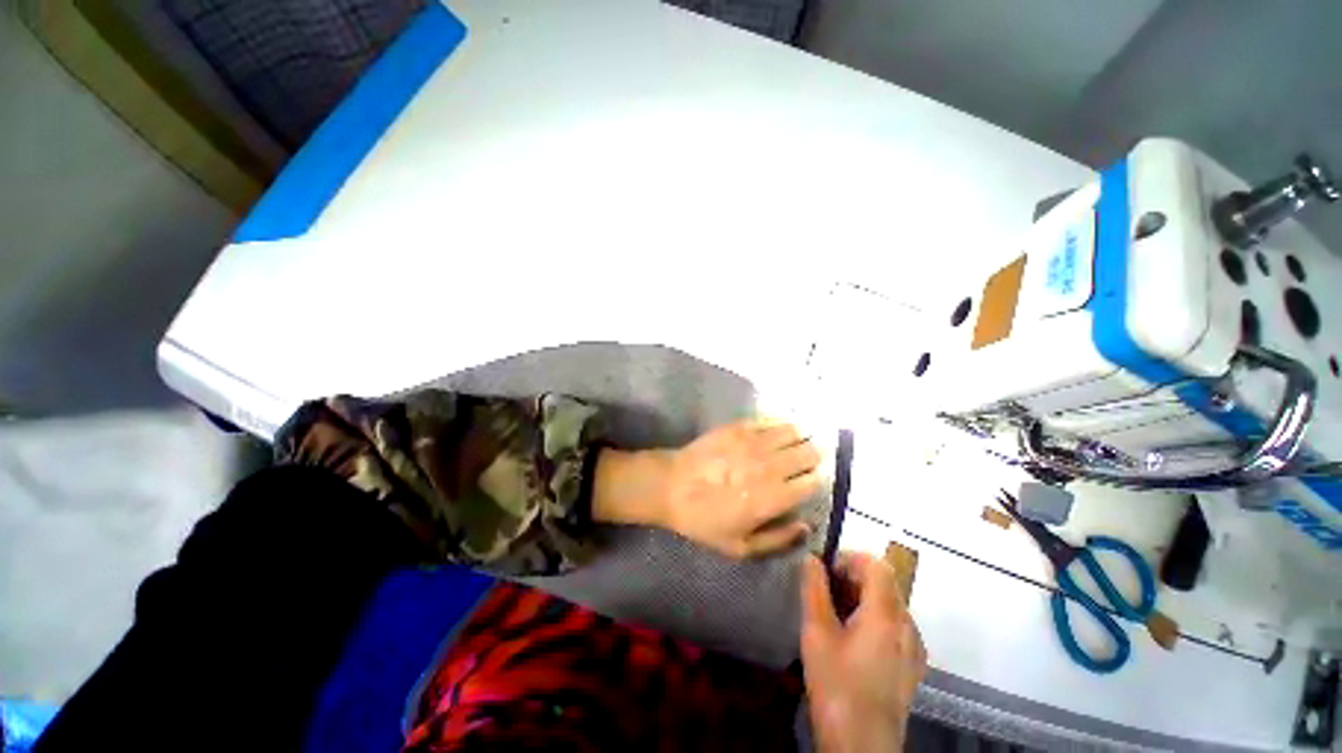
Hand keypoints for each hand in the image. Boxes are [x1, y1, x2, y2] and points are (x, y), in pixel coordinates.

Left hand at [593, 420, 821, 556]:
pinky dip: (780, 425)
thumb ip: (778, 539)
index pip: (812, 483)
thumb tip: (806, 526)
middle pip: (808, 453)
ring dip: (802, 437)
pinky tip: (780, 429)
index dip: (818, 480)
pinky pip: (769, 421)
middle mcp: (769, 466)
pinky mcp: (739, 427)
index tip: (815, 481)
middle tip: (812, 459)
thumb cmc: (704, 520)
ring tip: (802, 440)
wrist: (672, 486)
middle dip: (815, 456)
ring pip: (793, 433)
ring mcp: (754, 442)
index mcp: (773, 497)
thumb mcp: (740, 547)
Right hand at [800, 553, 926, 752]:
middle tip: (825, 592)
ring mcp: (913, 648)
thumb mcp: (817, 632)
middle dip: (853, 578)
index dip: (849, 558)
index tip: (825, 571)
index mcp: (886, 614)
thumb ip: (814, 589)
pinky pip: (896, 627)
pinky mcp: (912, 666)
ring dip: (863, 598)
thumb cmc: (836, 684)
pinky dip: (874, 618)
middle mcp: (907, 626)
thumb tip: (812, 558)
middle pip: (885, 583)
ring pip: (890, 605)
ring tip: (835, 615)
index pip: (876, 565)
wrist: (861, 745)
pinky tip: (854, 639)